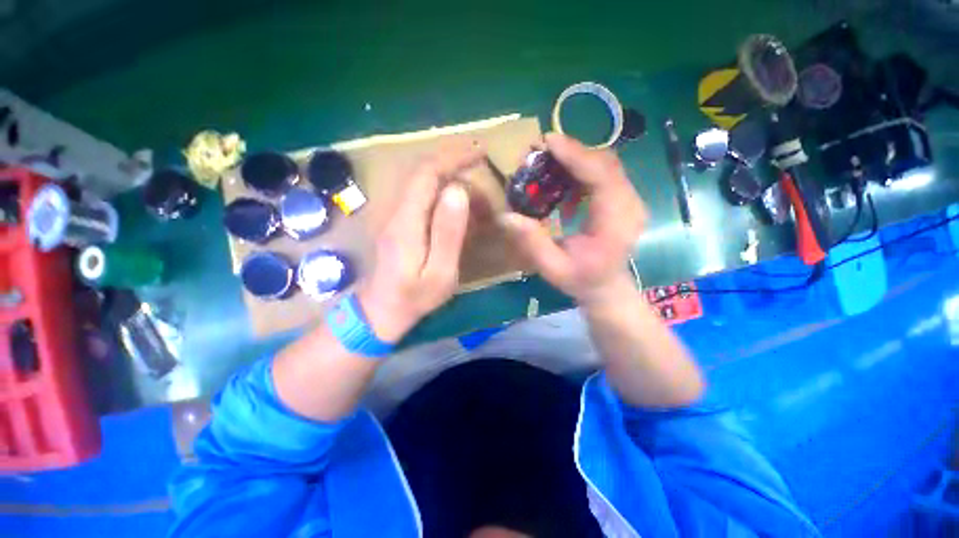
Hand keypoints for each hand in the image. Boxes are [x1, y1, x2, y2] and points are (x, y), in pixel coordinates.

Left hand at [357, 141, 483, 342]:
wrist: (380, 311)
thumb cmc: (414, 298)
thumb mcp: (440, 273)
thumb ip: (448, 233)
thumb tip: (458, 190)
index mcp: (406, 221)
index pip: (427, 173)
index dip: (453, 157)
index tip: (480, 153)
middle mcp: (395, 210)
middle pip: (424, 172)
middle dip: (456, 167)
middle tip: (483, 184)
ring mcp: (393, 214)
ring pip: (423, 183)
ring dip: (452, 185)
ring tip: (477, 208)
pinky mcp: (397, 221)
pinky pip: (422, 197)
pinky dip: (444, 196)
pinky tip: (459, 214)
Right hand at [501, 133, 645, 304]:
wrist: (606, 286)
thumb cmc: (581, 280)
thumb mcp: (552, 268)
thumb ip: (532, 242)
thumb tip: (506, 216)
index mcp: (616, 223)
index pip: (603, 176)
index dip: (576, 155)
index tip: (549, 142)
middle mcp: (630, 204)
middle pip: (606, 162)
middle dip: (572, 151)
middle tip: (540, 150)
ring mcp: (629, 199)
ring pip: (605, 163)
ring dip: (575, 158)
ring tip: (547, 161)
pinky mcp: (622, 197)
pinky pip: (602, 173)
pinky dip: (580, 170)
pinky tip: (562, 182)